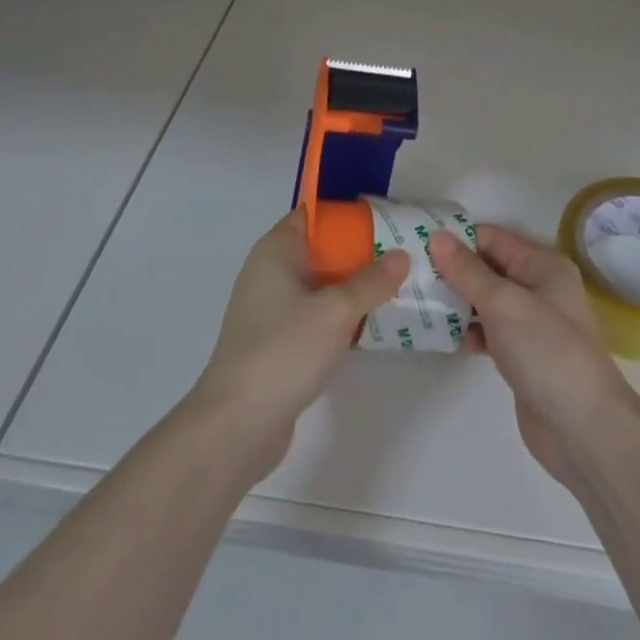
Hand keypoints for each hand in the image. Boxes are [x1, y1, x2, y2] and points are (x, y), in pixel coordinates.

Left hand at [191, 209, 409, 478]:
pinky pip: (313, 315)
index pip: (312, 215)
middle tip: (399, 255)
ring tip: (394, 287)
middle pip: (319, 250)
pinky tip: (369, 325)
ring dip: (351, 287)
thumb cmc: (284, 350)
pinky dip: (338, 316)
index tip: (384, 220)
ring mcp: (270, 310)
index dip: (346, 215)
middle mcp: (269, 273)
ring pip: (319, 286)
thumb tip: (402, 255)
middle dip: (357, 252)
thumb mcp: (336, 310)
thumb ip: (372, 281)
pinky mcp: (276, 343)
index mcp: (276, 251)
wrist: (237, 424)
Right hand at [430, 223, 637, 490]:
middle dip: (452, 270)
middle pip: (487, 268)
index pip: (492, 238)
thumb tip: (437, 236)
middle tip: (410, 275)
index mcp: (542, 265)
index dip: (456, 239)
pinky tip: (441, 337)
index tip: (416, 244)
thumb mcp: (503, 303)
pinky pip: (488, 331)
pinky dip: (468, 330)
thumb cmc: (546, 351)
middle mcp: (539, 288)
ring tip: (417, 303)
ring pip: (485, 301)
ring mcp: (531, 324)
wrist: (582, 429)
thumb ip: (468, 270)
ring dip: (456, 301)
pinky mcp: (522, 355)